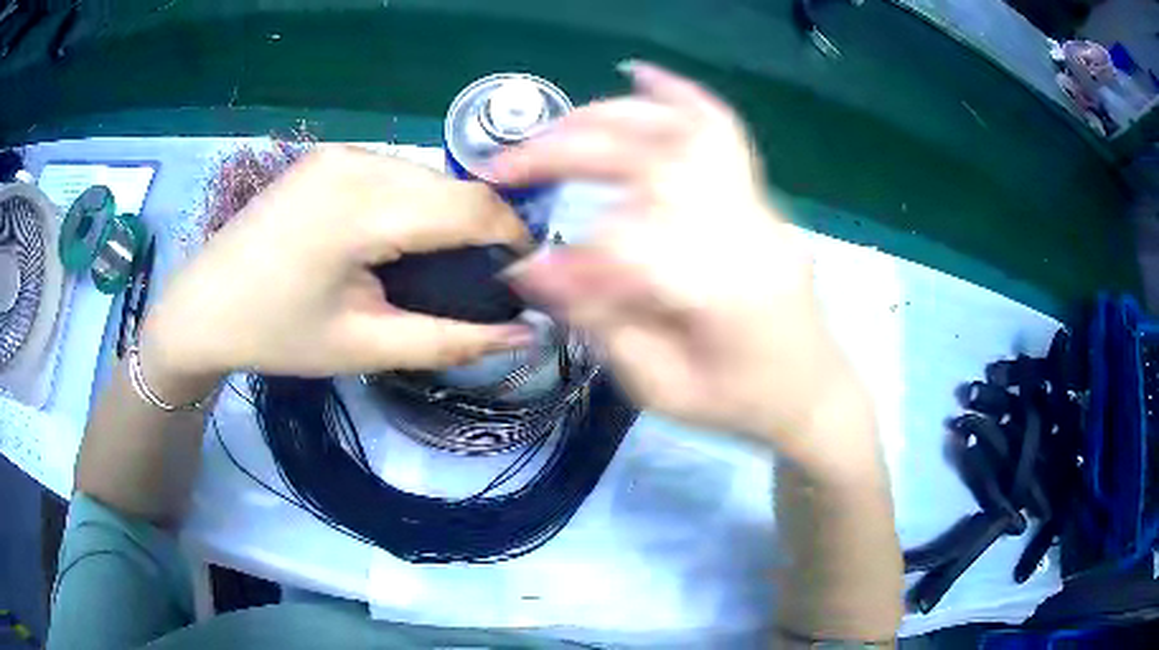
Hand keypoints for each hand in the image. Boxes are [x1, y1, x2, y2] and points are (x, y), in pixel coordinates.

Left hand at [143, 146, 531, 382]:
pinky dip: (415, 201)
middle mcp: (357, 160)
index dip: (512, 237)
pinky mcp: (329, 155)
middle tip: (480, 278)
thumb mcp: (365, 346)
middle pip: (452, 185)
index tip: (523, 276)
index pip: (472, 205)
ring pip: (427, 174)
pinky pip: (396, 170)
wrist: (203, 307)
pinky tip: (398, 237)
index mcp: (362, 206)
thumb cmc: (277, 335)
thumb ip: (451, 339)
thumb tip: (525, 333)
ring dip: (447, 213)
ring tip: (439, 262)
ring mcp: (340, 150)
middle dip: (481, 228)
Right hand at [492, 63, 871, 459]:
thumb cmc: (738, 403)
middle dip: (570, 151)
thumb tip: (534, 269)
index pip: (633, 246)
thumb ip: (600, 323)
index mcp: (725, 294)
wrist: (811, 389)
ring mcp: (759, 206)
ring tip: (552, 126)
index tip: (523, 265)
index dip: (569, 254)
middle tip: (509, 164)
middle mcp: (746, 232)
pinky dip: (678, 95)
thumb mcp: (661, 389)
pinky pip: (722, 130)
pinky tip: (641, 75)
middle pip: (653, 162)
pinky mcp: (759, 197)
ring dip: (609, 116)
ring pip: (682, 131)